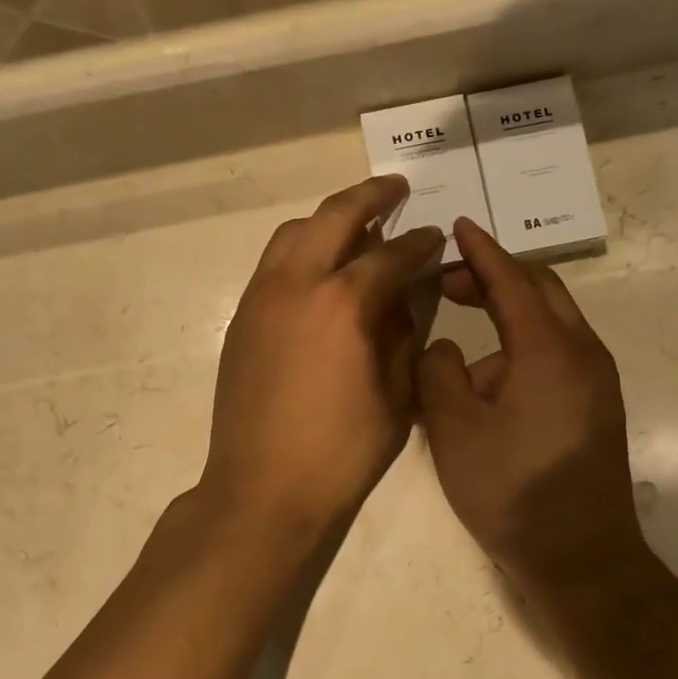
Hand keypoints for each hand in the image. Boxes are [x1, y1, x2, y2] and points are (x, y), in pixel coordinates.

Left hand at [201, 176, 443, 544]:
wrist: (263, 489)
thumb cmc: (342, 452)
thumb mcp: (397, 396)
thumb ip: (407, 335)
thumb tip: (409, 297)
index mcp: (345, 303)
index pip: (393, 254)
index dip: (420, 243)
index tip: (435, 236)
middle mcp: (298, 284)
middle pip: (335, 216)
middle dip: (371, 196)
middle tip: (397, 189)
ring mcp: (262, 297)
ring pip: (294, 232)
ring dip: (329, 220)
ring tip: (356, 226)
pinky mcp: (242, 318)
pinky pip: (274, 263)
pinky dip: (302, 250)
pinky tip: (320, 271)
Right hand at [418, 219, 648, 595]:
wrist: (580, 558)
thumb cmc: (511, 490)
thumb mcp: (454, 429)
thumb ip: (438, 372)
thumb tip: (445, 347)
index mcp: (549, 350)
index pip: (512, 280)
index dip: (481, 251)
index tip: (457, 226)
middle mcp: (583, 353)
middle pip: (541, 291)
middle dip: (495, 278)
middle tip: (450, 282)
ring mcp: (596, 381)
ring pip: (549, 326)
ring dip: (506, 319)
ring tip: (458, 351)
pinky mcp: (596, 406)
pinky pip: (556, 356)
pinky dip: (520, 349)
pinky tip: (487, 386)